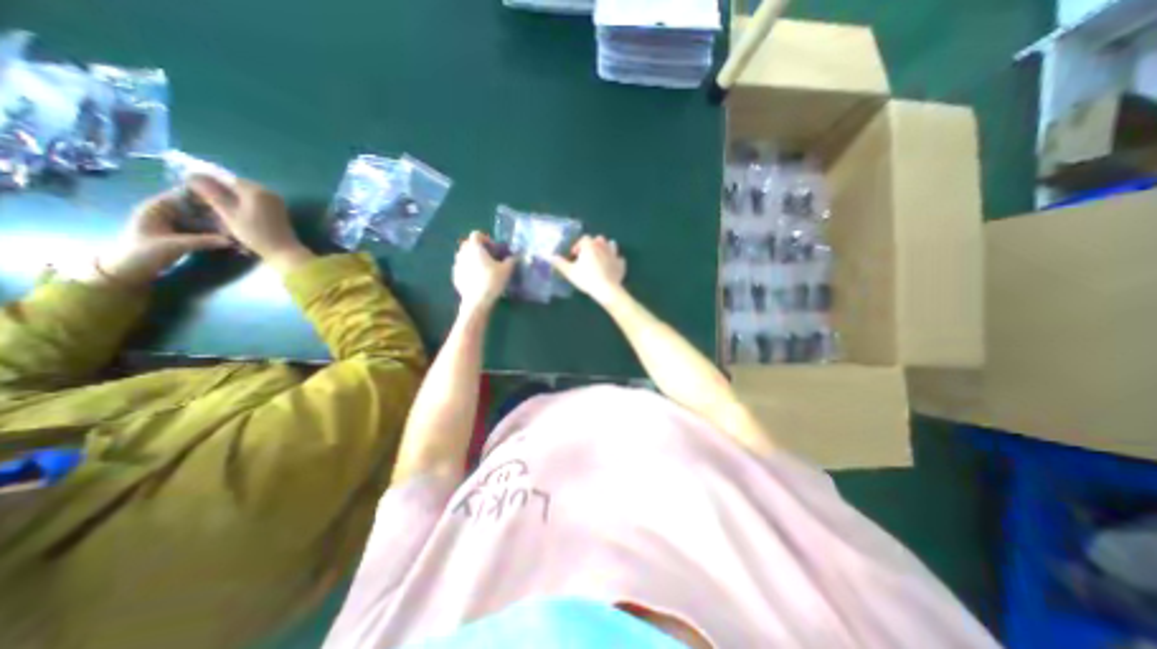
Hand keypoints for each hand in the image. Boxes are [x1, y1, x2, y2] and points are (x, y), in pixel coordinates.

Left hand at [96, 191, 229, 285]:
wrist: (129, 271)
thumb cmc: (143, 254)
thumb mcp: (174, 246)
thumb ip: (204, 241)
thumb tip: (233, 240)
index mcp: (158, 208)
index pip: (185, 194)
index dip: (207, 195)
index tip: (230, 200)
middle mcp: (168, 212)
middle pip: (198, 206)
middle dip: (218, 212)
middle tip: (240, 218)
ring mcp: (177, 223)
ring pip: (204, 218)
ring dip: (220, 223)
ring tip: (239, 228)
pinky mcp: (184, 233)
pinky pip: (205, 228)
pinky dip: (217, 231)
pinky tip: (232, 236)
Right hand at [187, 173, 311, 271]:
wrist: (284, 250)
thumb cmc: (255, 234)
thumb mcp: (229, 214)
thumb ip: (212, 194)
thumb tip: (193, 176)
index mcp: (256, 190)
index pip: (227, 178)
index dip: (209, 182)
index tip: (195, 190)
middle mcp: (268, 192)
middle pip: (237, 185)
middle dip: (220, 190)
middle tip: (204, 200)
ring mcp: (275, 201)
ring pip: (246, 193)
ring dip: (231, 198)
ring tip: (218, 208)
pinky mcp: (278, 209)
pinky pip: (256, 201)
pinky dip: (244, 204)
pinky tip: (235, 213)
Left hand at [451, 233, 515, 314]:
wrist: (477, 301)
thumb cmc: (492, 281)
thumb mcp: (506, 270)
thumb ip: (511, 260)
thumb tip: (514, 256)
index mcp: (474, 247)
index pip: (476, 235)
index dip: (486, 239)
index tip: (494, 248)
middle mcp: (462, 253)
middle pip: (468, 244)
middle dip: (478, 248)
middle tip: (489, 257)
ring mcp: (457, 265)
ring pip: (463, 256)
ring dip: (472, 258)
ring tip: (483, 268)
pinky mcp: (455, 277)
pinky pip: (461, 268)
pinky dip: (468, 269)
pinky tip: (477, 279)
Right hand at [547, 232, 624, 302]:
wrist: (607, 289)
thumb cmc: (586, 279)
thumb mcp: (569, 272)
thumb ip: (559, 263)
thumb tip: (550, 256)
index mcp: (590, 245)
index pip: (583, 239)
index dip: (578, 246)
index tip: (574, 256)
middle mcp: (603, 246)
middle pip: (598, 239)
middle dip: (592, 245)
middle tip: (586, 257)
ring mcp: (614, 254)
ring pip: (611, 245)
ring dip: (605, 249)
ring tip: (599, 259)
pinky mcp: (621, 264)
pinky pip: (619, 258)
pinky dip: (615, 261)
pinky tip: (611, 267)